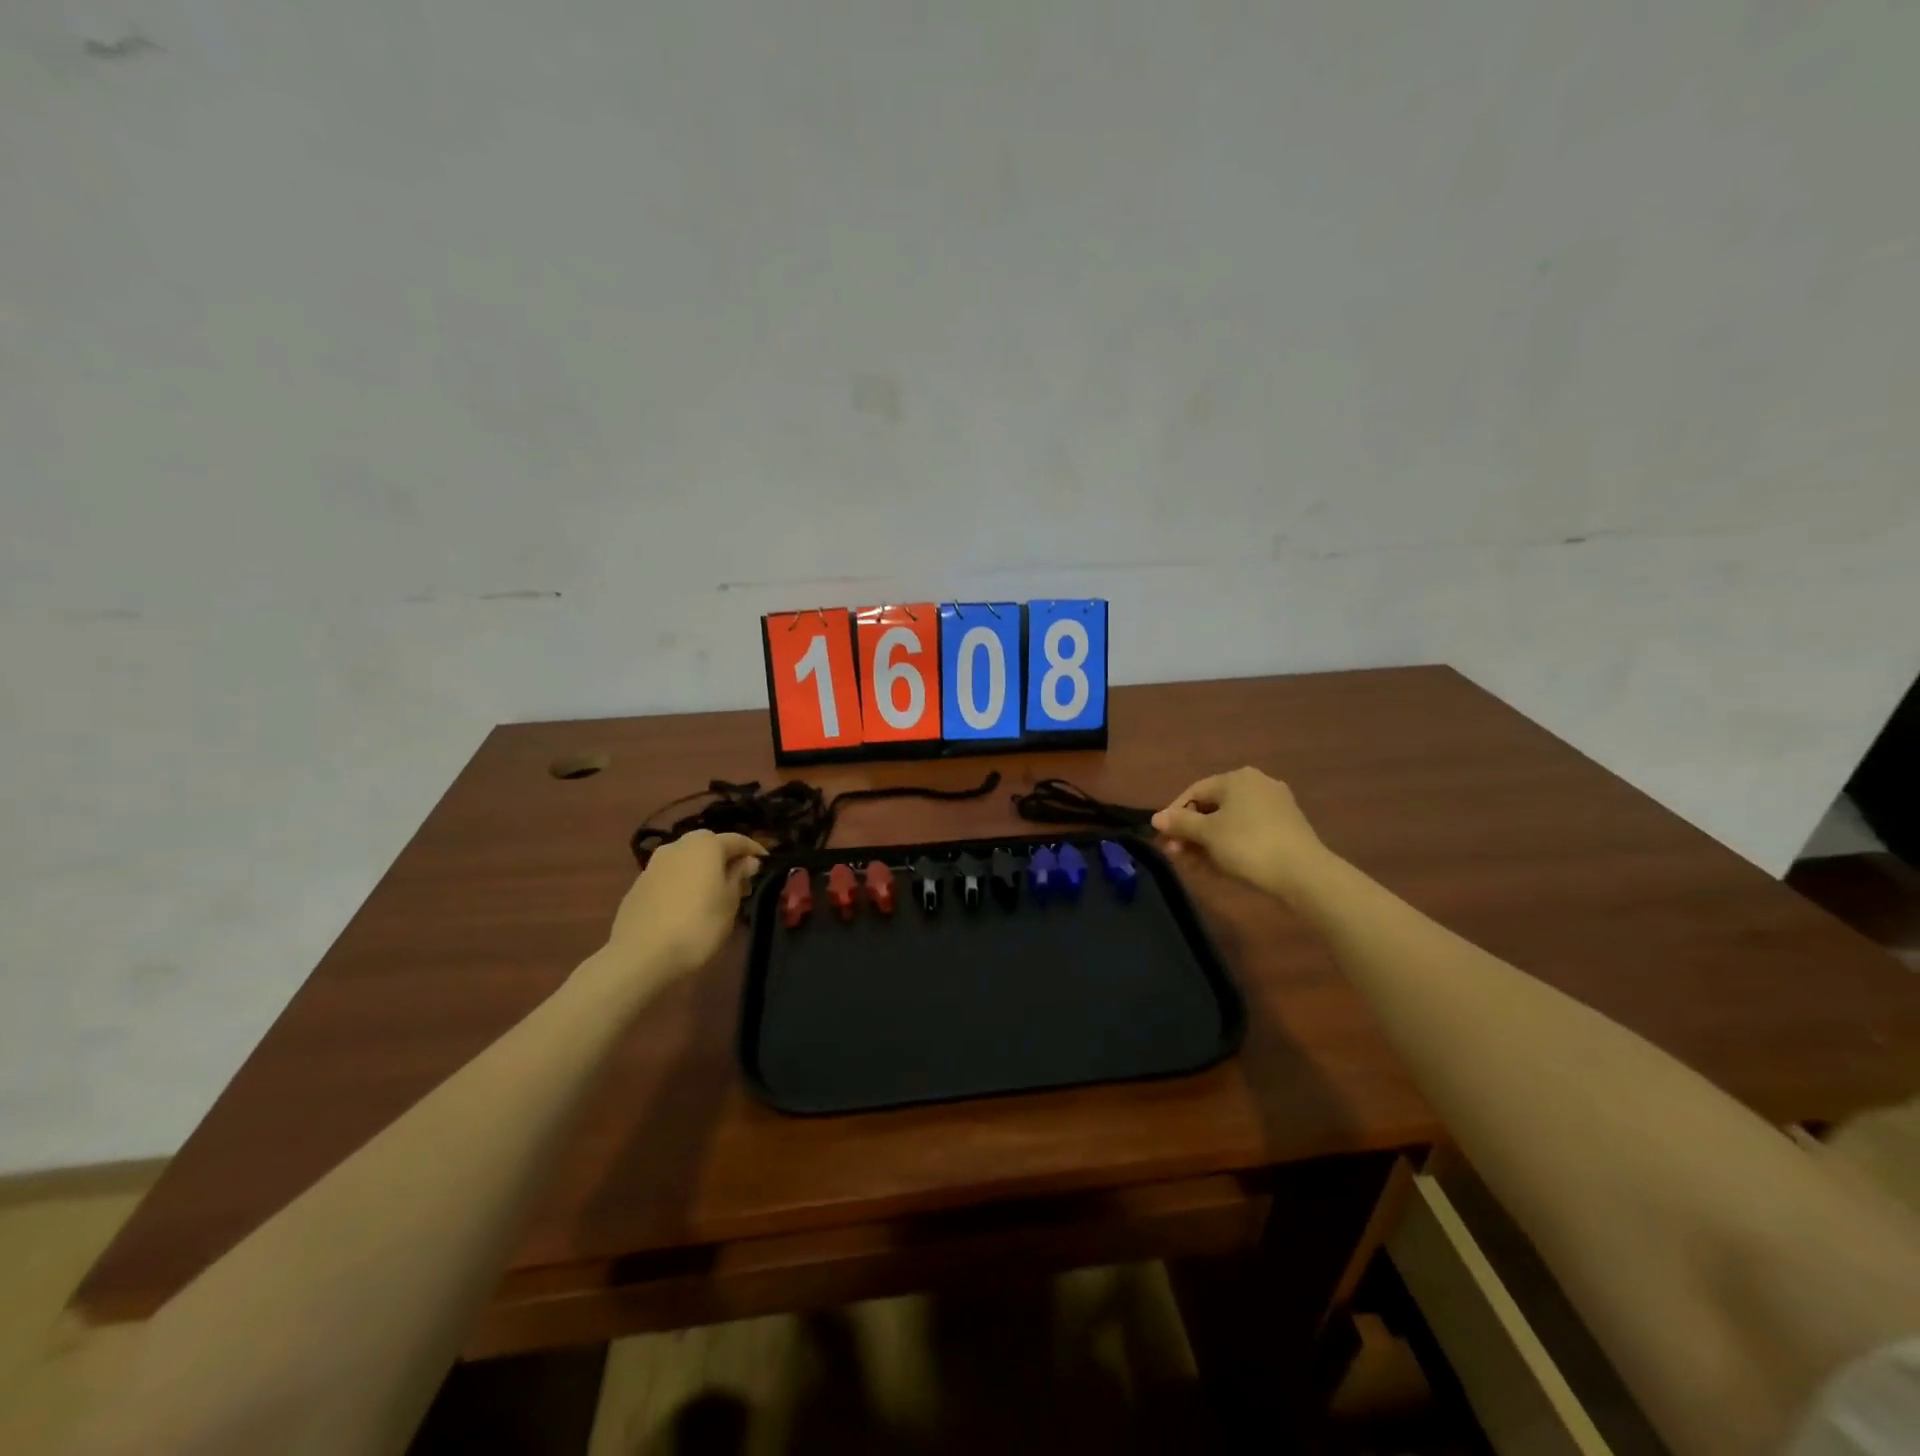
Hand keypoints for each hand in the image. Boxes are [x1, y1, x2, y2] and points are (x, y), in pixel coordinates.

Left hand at [604, 830, 765, 981]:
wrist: (640, 955)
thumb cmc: (698, 925)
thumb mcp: (730, 902)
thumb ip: (739, 876)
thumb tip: (747, 861)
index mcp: (705, 845)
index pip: (737, 840)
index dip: (753, 850)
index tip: (766, 863)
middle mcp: (678, 846)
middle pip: (709, 845)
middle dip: (726, 859)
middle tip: (740, 882)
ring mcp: (654, 864)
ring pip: (687, 859)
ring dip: (703, 870)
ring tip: (714, 895)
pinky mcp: (638, 884)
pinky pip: (670, 876)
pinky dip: (684, 882)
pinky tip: (688, 905)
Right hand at [1152, 767, 1330, 898]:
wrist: (1303, 873)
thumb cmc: (1248, 845)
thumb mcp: (1207, 834)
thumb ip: (1180, 823)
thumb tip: (1156, 818)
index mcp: (1236, 778)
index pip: (1194, 791)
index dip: (1174, 814)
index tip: (1163, 839)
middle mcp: (1256, 784)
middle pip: (1212, 807)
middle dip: (1190, 831)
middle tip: (1176, 854)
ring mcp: (1274, 805)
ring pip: (1230, 821)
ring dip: (1207, 841)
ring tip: (1194, 864)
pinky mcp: (1286, 827)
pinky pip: (1248, 831)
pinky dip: (1230, 844)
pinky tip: (1219, 865)